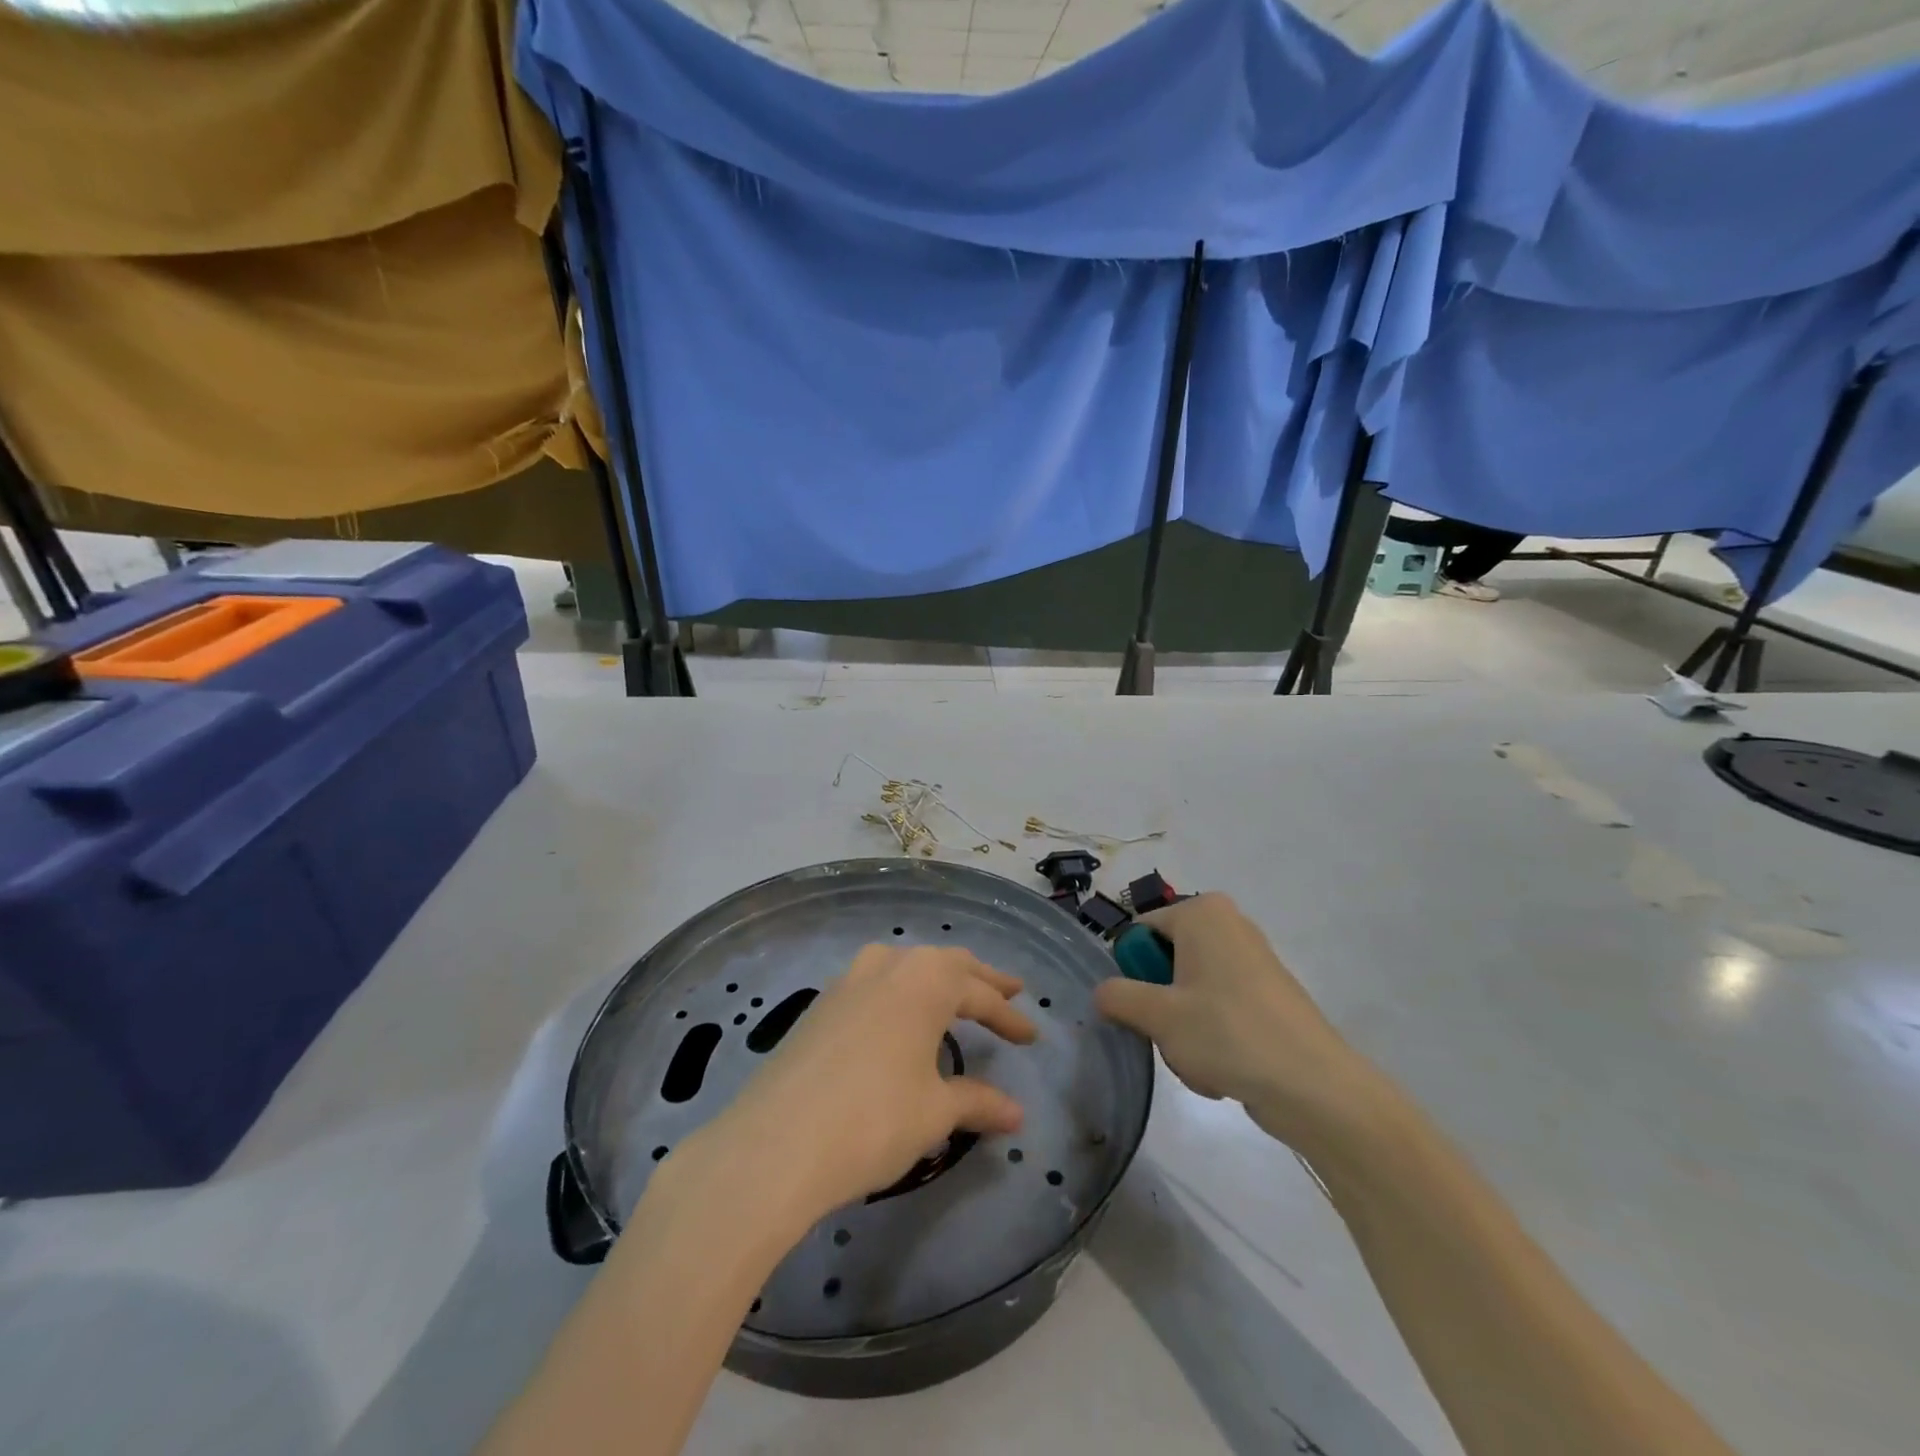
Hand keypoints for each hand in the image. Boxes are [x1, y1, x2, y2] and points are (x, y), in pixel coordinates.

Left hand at [697, 945, 1036, 1222]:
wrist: (776, 1144)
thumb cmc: (873, 1120)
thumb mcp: (934, 1112)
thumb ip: (977, 1103)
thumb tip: (1016, 1114)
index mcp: (926, 981)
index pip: (979, 994)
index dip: (1009, 1017)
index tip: (1031, 1038)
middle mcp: (888, 966)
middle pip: (946, 965)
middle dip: (980, 981)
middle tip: (1009, 991)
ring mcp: (848, 980)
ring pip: (907, 966)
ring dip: (937, 978)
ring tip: (956, 994)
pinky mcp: (821, 1004)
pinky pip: (875, 983)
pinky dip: (901, 992)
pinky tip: (899, 1014)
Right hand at [1094, 894, 1374, 1146]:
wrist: (1314, 1087)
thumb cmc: (1228, 1033)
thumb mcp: (1158, 1015)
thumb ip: (1117, 996)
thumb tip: (1102, 992)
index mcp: (1202, 912)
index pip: (1139, 934)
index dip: (1131, 973)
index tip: (1140, 1010)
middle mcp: (1228, 925)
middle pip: (1164, 964)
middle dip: (1160, 1007)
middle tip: (1169, 1037)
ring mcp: (1251, 961)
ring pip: (1188, 993)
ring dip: (1182, 1030)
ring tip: (1198, 1061)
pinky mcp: (1267, 996)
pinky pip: (1218, 1011)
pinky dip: (1211, 1039)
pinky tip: (1221, 1071)